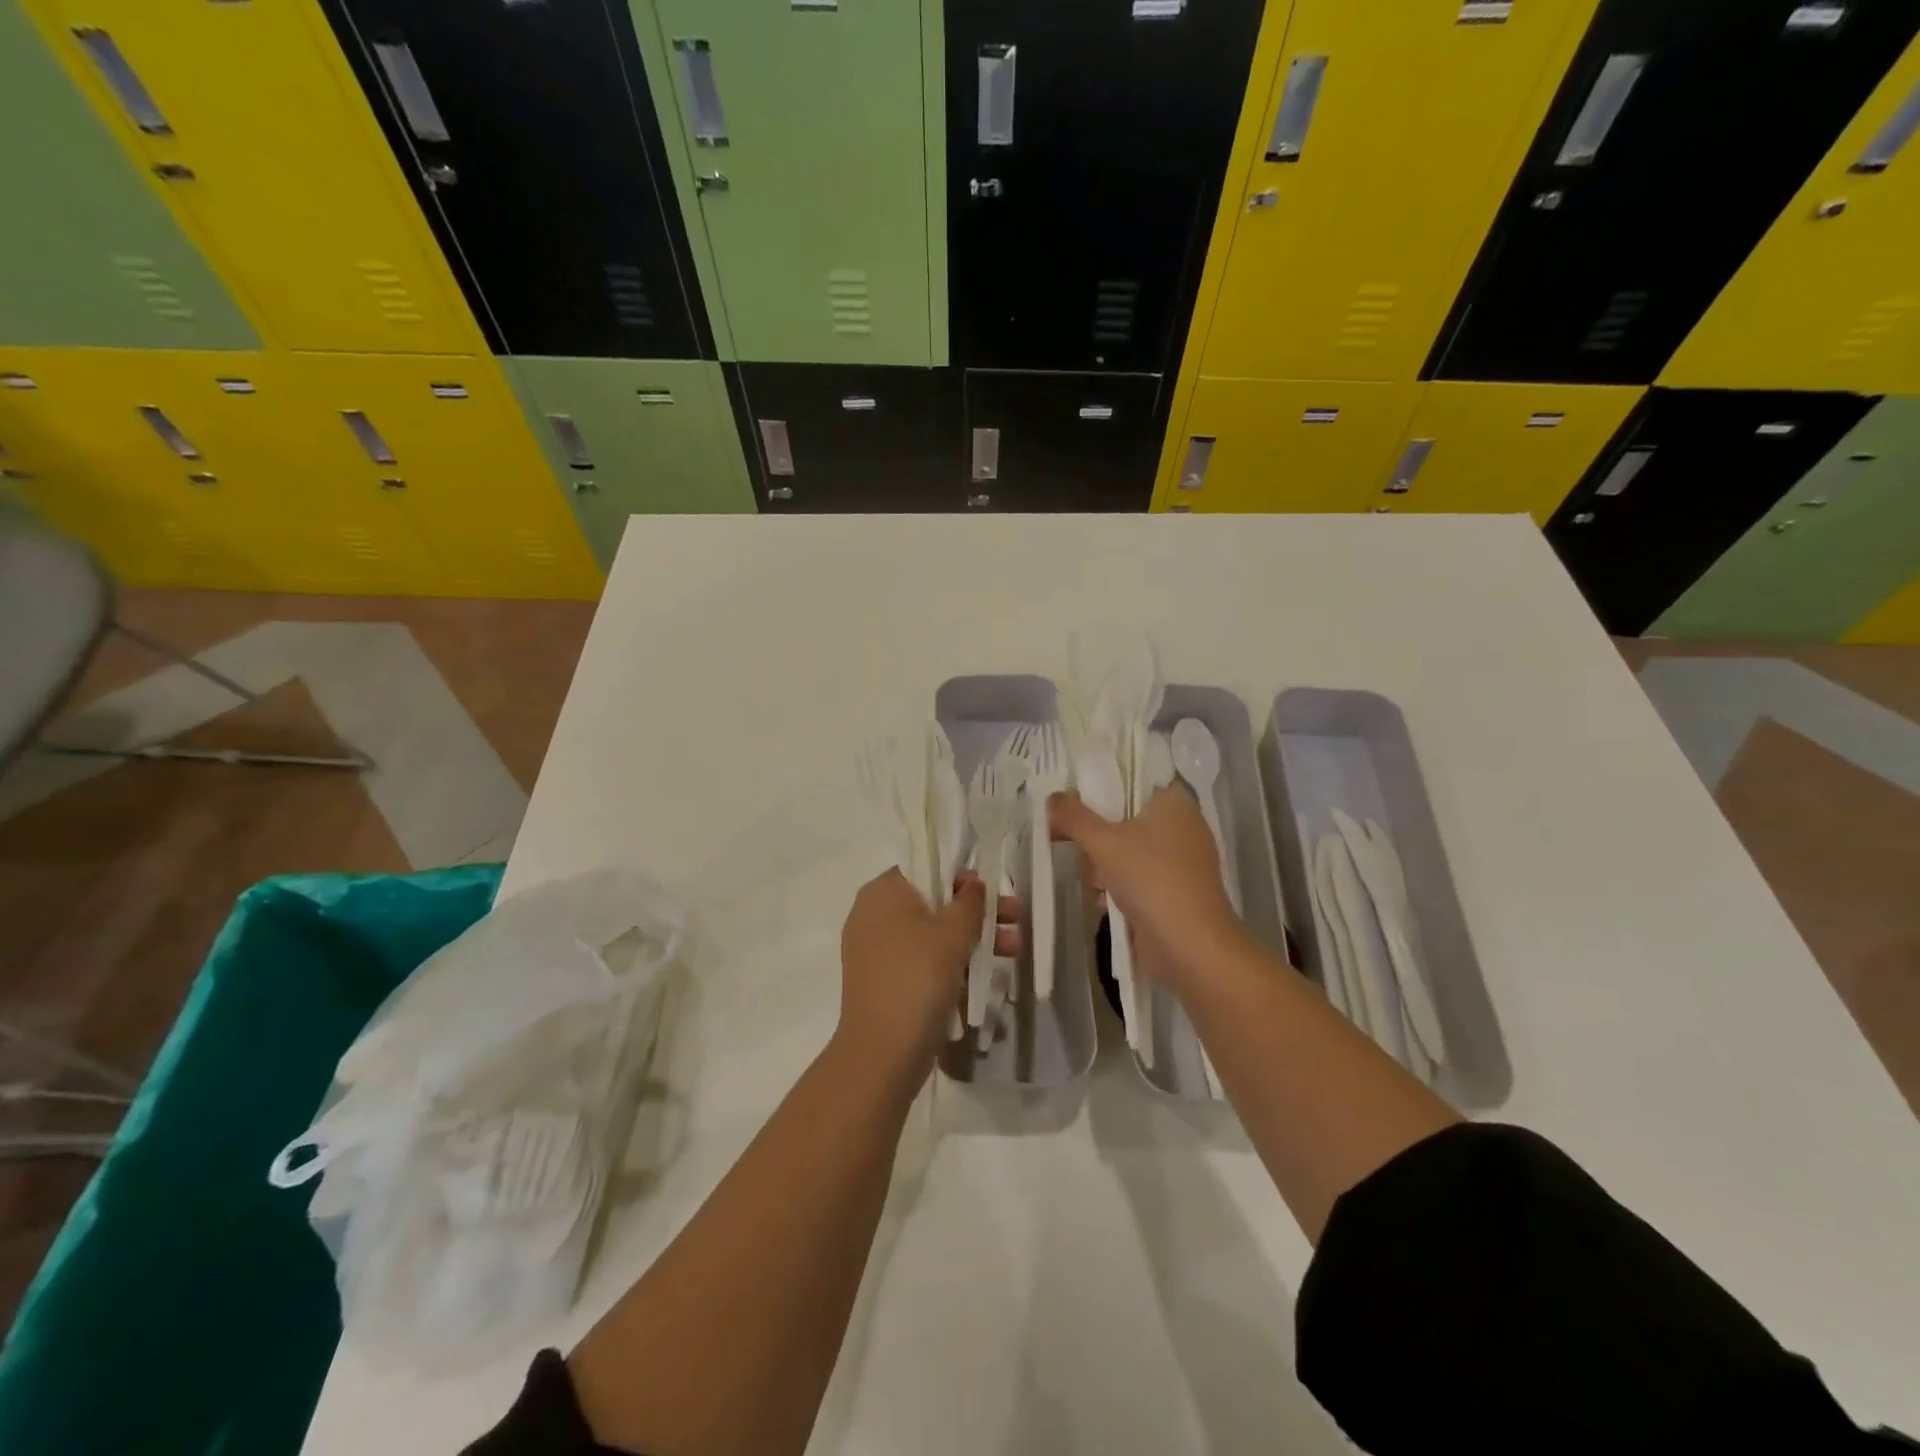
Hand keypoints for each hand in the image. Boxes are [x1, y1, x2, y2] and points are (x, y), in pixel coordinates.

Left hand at [835, 869, 1020, 1082]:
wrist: (883, 1051)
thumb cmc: (917, 976)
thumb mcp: (952, 933)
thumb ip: (968, 901)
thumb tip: (972, 883)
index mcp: (882, 892)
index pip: (924, 867)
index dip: (960, 875)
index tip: (989, 890)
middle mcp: (872, 915)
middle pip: (932, 901)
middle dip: (976, 912)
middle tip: (1015, 917)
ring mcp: (876, 950)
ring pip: (931, 933)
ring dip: (971, 939)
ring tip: (1014, 950)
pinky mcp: (884, 980)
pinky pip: (921, 959)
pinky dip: (950, 962)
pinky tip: (985, 973)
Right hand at [1048, 787, 1245, 992]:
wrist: (1192, 946)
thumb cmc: (1150, 880)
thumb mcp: (1103, 842)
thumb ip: (1074, 817)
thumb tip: (1053, 798)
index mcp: (1173, 801)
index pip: (1129, 780)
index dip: (1096, 791)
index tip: (1069, 807)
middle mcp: (1182, 824)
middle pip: (1124, 817)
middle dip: (1095, 836)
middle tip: (1070, 846)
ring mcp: (1182, 859)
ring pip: (1128, 849)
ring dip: (1103, 865)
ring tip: (1093, 882)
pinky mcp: (1177, 889)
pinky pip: (1139, 875)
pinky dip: (1119, 885)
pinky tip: (1103, 901)